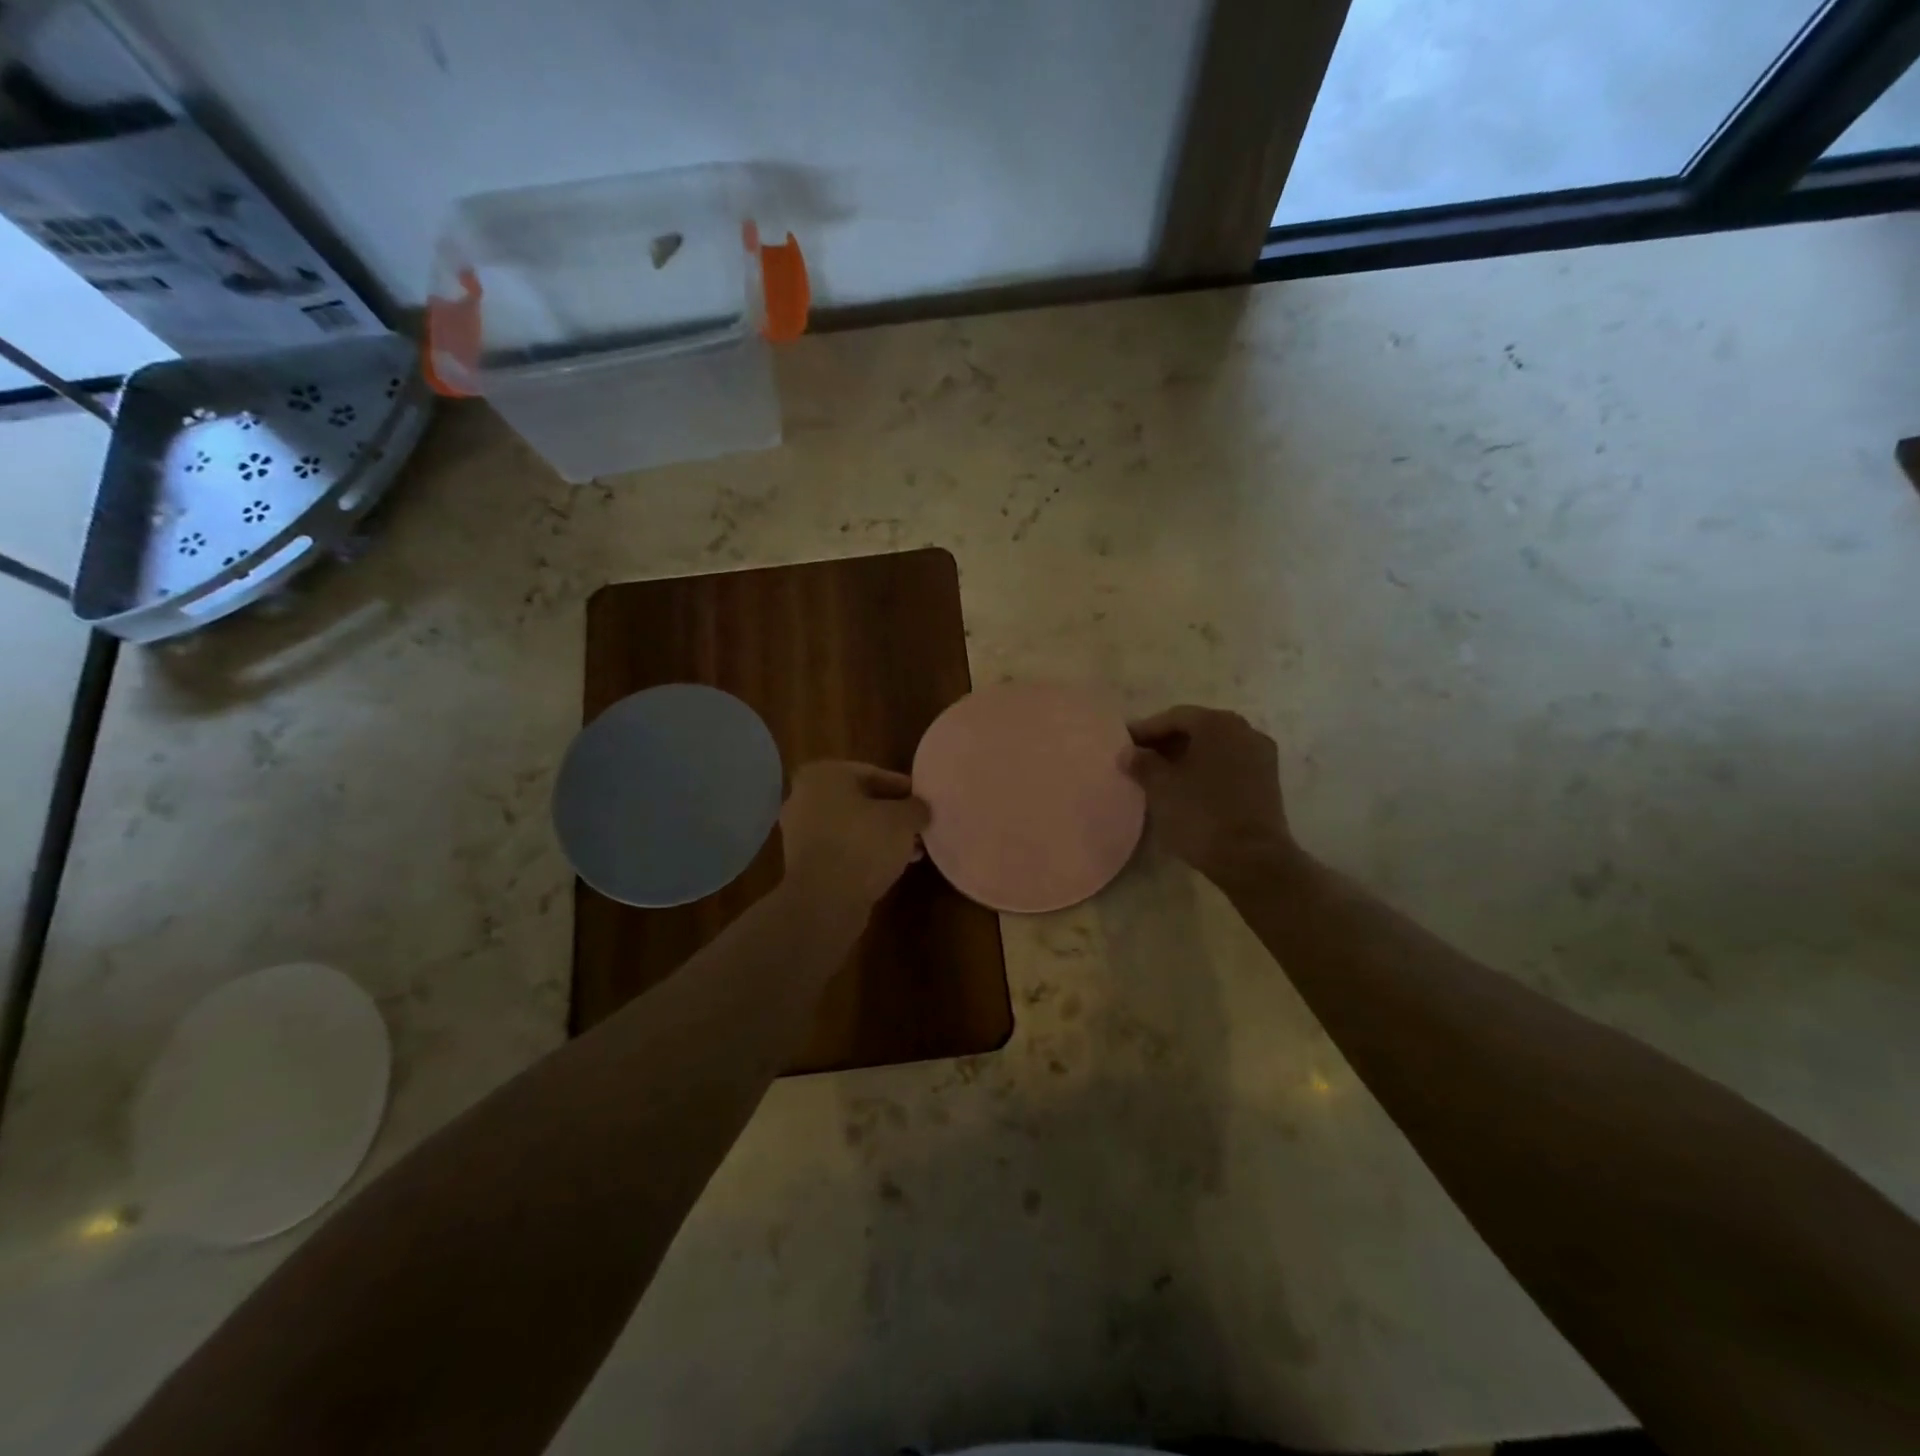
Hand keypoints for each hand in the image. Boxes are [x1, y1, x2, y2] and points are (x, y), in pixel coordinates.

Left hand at [779, 761, 929, 911]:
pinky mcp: (803, 861)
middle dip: (891, 814)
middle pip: (860, 800)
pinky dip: (863, 852)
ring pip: (851, 826)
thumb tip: (920, 808)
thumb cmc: (864, 844)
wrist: (825, 900)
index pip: (873, 773)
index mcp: (823, 775)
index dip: (903, 788)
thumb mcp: (903, 820)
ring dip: (880, 835)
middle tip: (918, 825)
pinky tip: (891, 865)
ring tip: (912, 849)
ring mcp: (800, 831)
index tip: (923, 802)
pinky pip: (841, 848)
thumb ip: (916, 807)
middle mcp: (804, 797)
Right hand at [1124, 706, 1293, 886]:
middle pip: (1197, 728)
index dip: (1145, 730)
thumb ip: (1142, 763)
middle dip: (1167, 742)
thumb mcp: (1161, 787)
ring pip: (1215, 746)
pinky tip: (1189, 787)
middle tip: (1140, 758)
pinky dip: (1207, 769)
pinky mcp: (1268, 780)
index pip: (1173, 717)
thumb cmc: (1200, 815)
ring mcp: (1260, 754)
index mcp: (1217, 723)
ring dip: (1187, 756)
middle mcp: (1243, 729)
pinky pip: (1229, 764)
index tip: (1124, 745)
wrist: (1252, 859)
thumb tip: (1128, 752)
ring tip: (1161, 775)